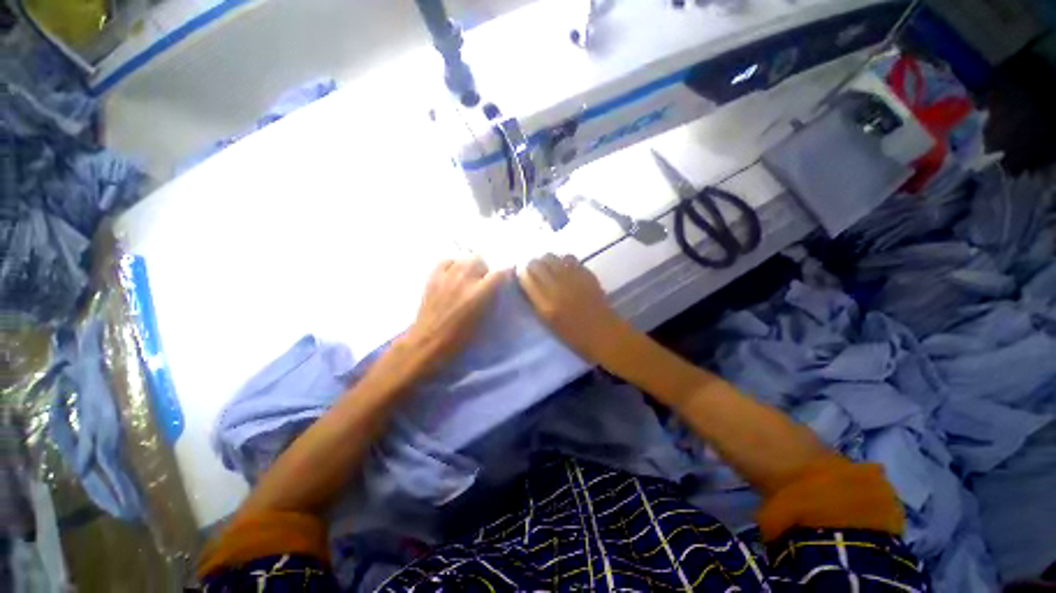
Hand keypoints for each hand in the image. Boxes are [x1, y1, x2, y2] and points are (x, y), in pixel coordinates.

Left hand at [397, 257, 508, 375]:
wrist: (430, 342)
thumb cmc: (462, 338)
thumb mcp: (486, 320)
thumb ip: (494, 300)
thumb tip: (500, 289)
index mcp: (481, 293)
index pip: (501, 272)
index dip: (507, 273)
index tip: (508, 277)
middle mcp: (465, 279)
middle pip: (481, 260)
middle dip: (485, 269)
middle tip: (485, 281)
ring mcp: (447, 276)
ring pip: (464, 258)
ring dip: (470, 266)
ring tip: (469, 277)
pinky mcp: (433, 277)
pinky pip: (446, 261)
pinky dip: (453, 265)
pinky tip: (454, 274)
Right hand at [518, 254, 628, 363]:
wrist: (603, 333)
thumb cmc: (572, 335)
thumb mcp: (547, 322)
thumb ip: (535, 301)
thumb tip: (526, 284)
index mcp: (546, 304)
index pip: (526, 277)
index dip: (522, 274)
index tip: (522, 276)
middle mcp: (557, 287)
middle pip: (536, 263)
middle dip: (532, 265)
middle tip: (534, 271)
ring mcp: (573, 277)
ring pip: (551, 256)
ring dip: (546, 261)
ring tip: (548, 268)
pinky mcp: (585, 273)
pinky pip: (568, 258)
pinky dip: (562, 260)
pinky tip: (563, 268)